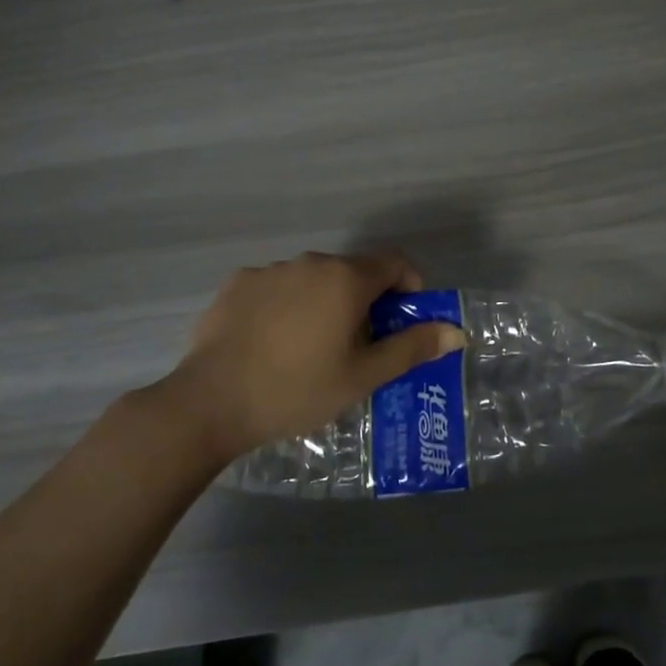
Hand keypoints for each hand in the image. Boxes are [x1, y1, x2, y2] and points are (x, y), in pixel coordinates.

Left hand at [148, 252, 464, 464]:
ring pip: (313, 279)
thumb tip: (456, 332)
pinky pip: (276, 288)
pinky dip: (286, 307)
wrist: (210, 403)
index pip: (395, 262)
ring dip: (323, 303)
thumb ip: (412, 348)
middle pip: (353, 272)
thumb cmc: (297, 390)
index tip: (402, 322)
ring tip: (309, 350)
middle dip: (364, 302)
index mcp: (346, 278)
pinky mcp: (237, 284)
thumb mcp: (363, 376)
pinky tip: (271, 344)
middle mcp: (310, 262)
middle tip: (357, 347)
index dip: (409, 287)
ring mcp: (269, 270)